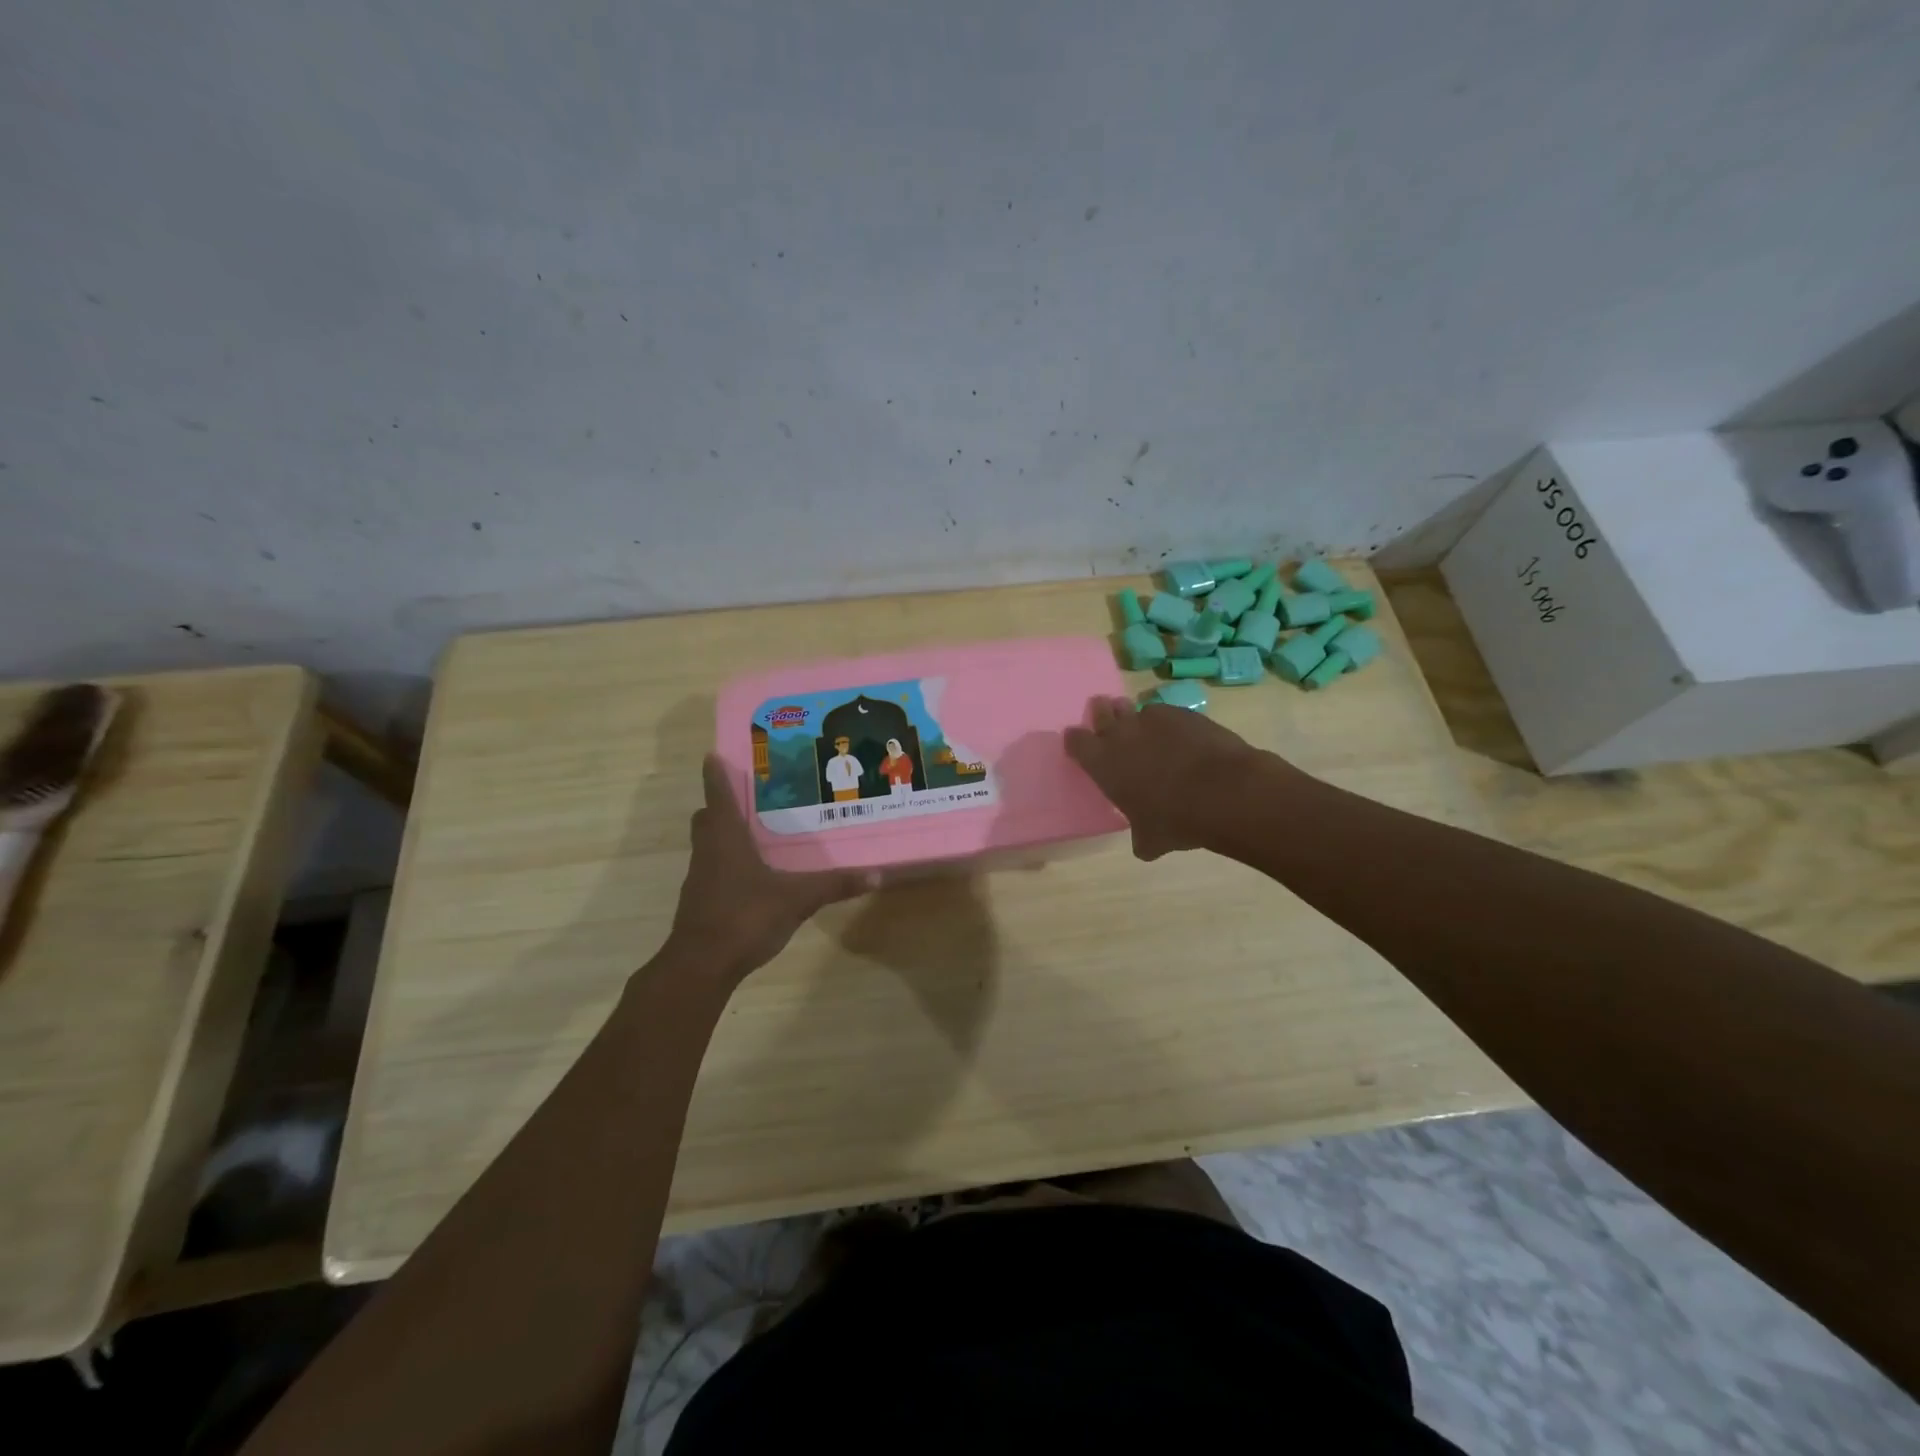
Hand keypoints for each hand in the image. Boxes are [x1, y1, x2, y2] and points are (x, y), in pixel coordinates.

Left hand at [665, 755, 873, 980]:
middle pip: (707, 818)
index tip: (714, 755)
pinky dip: (727, 864)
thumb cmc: (744, 917)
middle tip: (748, 797)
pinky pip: (712, 870)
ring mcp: (700, 879)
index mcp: (726, 839)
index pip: (717, 796)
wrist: (701, 966)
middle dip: (721, 805)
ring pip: (708, 845)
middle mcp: (708, 852)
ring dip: (724, 835)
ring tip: (756, 833)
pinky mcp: (700, 902)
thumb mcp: (797, 899)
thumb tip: (875, 874)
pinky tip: (752, 875)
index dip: (715, 775)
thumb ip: (834, 885)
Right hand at [1065, 697, 1271, 859]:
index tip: (1080, 745)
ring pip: (1134, 709)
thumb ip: (1140, 836)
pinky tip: (1182, 737)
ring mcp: (1152, 719)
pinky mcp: (1182, 713)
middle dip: (1103, 714)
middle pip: (1101, 711)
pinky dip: (1169, 723)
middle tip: (1109, 720)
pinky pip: (1166, 713)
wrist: (1223, 792)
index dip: (1077, 741)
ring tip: (1147, 731)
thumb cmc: (1175, 820)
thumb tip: (1145, 845)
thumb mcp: (1151, 840)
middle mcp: (1121, 734)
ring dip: (1136, 718)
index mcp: (1102, 763)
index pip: (1076, 741)